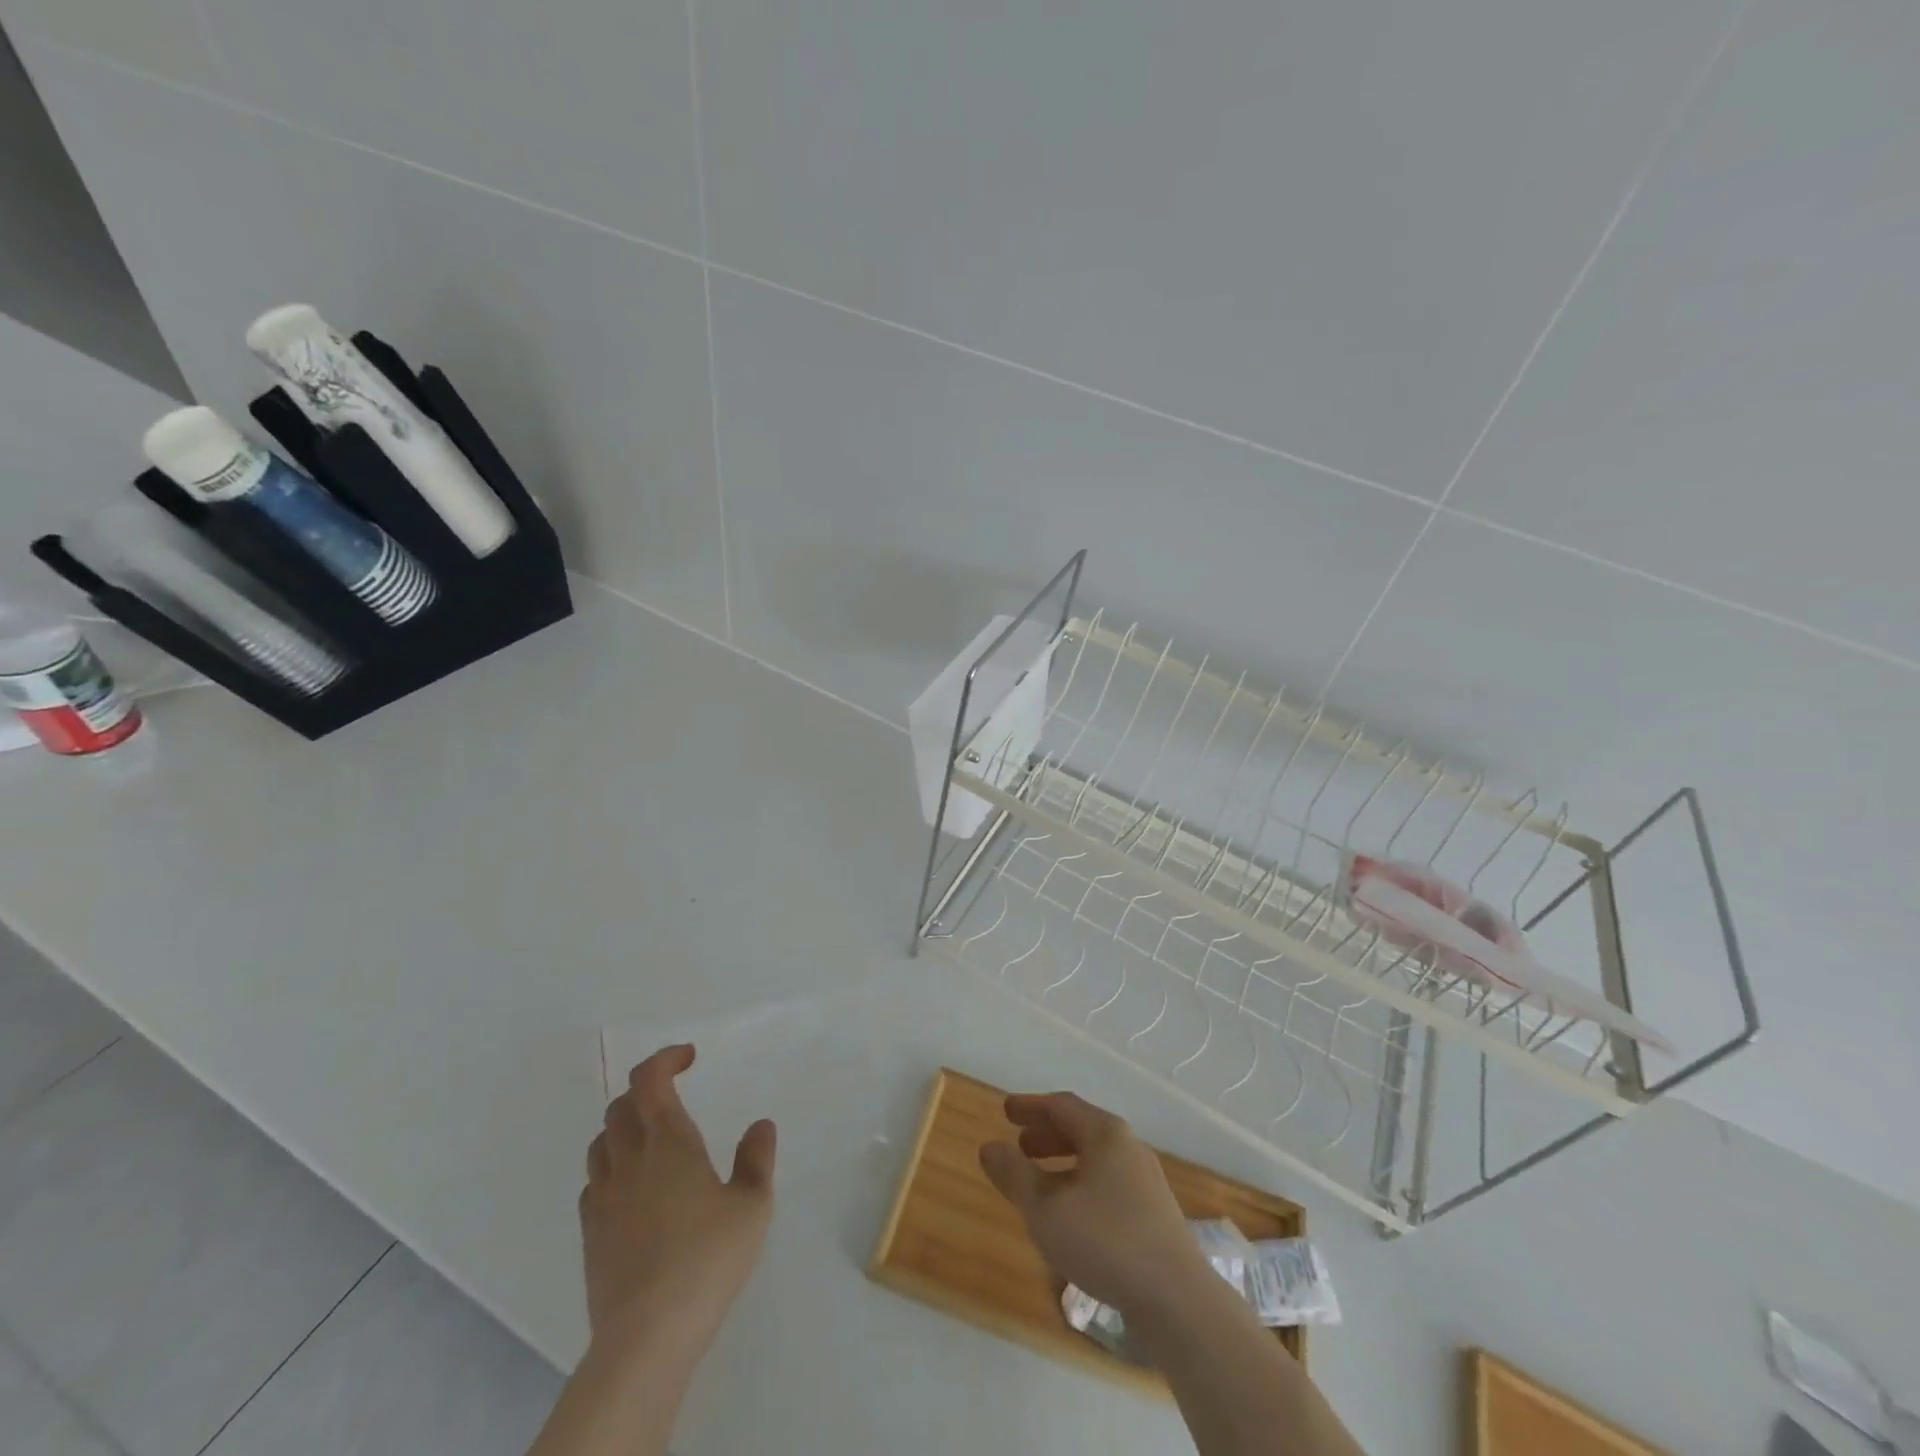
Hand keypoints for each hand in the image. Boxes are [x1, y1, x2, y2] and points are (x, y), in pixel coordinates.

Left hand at [580, 1044, 776, 1368]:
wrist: (646, 1335)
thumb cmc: (707, 1259)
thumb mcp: (752, 1206)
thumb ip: (756, 1159)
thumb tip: (760, 1125)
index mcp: (668, 1141)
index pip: (649, 1079)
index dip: (664, 1058)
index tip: (689, 1057)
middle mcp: (629, 1158)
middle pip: (621, 1105)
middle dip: (646, 1090)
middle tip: (674, 1097)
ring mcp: (603, 1196)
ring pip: (602, 1140)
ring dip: (624, 1126)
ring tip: (653, 1139)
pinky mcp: (589, 1232)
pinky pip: (594, 1180)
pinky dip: (612, 1166)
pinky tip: (633, 1188)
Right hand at [978, 1091, 1210, 1318]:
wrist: (1178, 1300)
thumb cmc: (1106, 1242)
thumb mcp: (1046, 1209)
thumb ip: (1014, 1175)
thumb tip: (989, 1147)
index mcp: (1105, 1133)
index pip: (1061, 1106)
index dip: (1030, 1106)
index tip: (1006, 1111)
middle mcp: (1128, 1146)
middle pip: (1081, 1128)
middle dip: (1046, 1134)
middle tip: (1019, 1144)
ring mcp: (1145, 1179)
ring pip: (1096, 1158)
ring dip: (1063, 1162)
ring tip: (1039, 1181)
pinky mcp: (1154, 1212)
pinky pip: (1108, 1182)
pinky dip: (1081, 1183)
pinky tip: (1071, 1214)